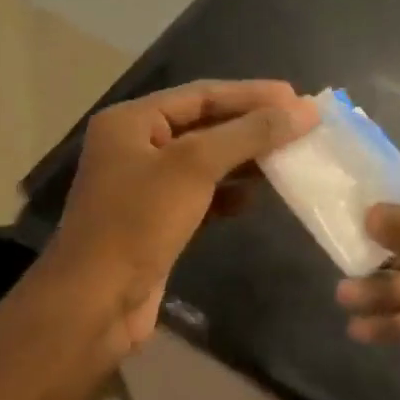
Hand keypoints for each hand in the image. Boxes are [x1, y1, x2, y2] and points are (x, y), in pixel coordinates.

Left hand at [39, 79, 317, 362]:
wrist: (94, 305)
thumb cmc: (138, 222)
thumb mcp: (195, 167)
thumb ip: (250, 133)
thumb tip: (305, 110)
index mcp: (132, 121)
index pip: (202, 94)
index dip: (252, 94)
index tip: (297, 98)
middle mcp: (136, 146)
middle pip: (206, 124)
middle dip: (252, 125)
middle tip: (300, 125)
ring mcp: (146, 186)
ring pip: (207, 160)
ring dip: (246, 158)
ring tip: (289, 156)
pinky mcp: (157, 221)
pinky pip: (202, 194)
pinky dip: (230, 192)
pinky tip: (256, 198)